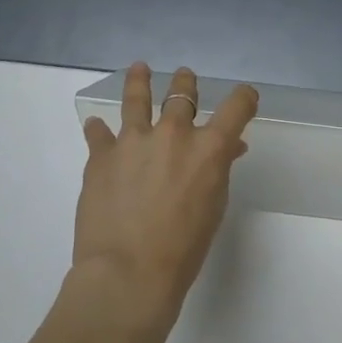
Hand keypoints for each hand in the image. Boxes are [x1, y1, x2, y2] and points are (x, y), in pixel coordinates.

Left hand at [75, 64, 258, 327]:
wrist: (128, 274)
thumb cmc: (183, 250)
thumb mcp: (213, 209)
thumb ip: (219, 171)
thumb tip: (226, 151)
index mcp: (208, 148)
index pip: (236, 106)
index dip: (244, 97)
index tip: (245, 96)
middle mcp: (173, 133)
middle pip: (183, 93)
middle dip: (185, 83)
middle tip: (184, 77)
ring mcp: (134, 140)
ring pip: (137, 98)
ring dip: (139, 81)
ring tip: (139, 69)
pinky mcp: (101, 155)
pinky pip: (98, 133)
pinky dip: (99, 130)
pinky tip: (96, 126)